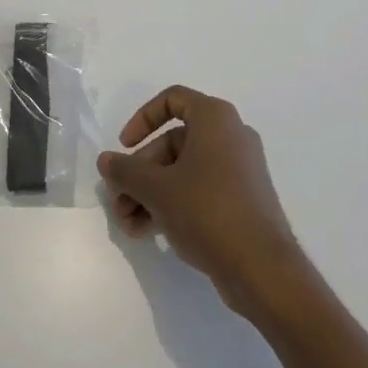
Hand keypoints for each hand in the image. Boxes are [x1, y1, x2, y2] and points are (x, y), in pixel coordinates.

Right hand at [98, 87, 299, 314]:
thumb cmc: (207, 210)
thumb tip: (105, 161)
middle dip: (139, 173)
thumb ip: (126, 171)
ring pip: (183, 171)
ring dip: (149, 194)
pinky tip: (147, 232)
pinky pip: (199, 191)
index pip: (173, 100)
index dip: (143, 119)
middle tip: (117, 201)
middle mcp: (230, 137)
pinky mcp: (241, 201)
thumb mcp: (156, 189)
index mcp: (215, 119)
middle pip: (172, 143)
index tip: (125, 146)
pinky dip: (172, 205)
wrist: (262, 268)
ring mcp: (239, 171)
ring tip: (127, 224)